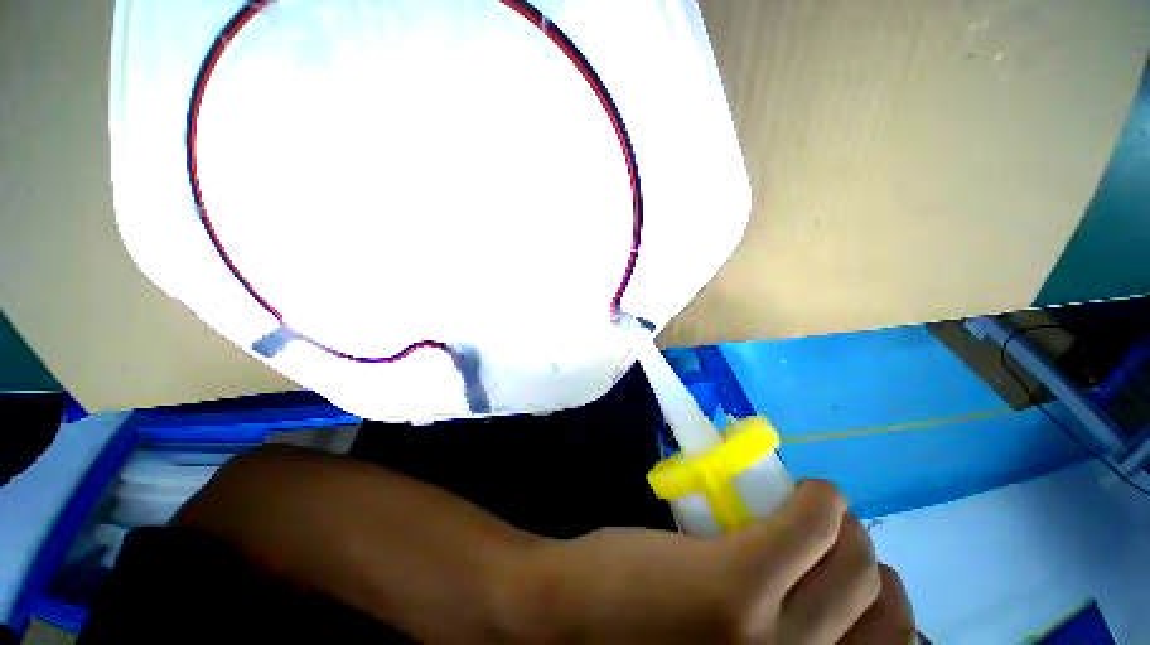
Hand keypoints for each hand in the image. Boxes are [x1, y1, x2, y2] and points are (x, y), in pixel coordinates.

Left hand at [519, 480, 914, 643]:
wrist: (563, 622)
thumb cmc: (638, 640)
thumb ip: (772, 639)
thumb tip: (817, 602)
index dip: (874, 600)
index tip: (844, 570)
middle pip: (880, 602)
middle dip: (859, 555)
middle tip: (827, 533)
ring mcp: (769, 636)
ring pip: (856, 562)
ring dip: (843, 526)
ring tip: (812, 510)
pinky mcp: (736, 581)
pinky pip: (808, 524)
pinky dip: (819, 499)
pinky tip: (804, 491)